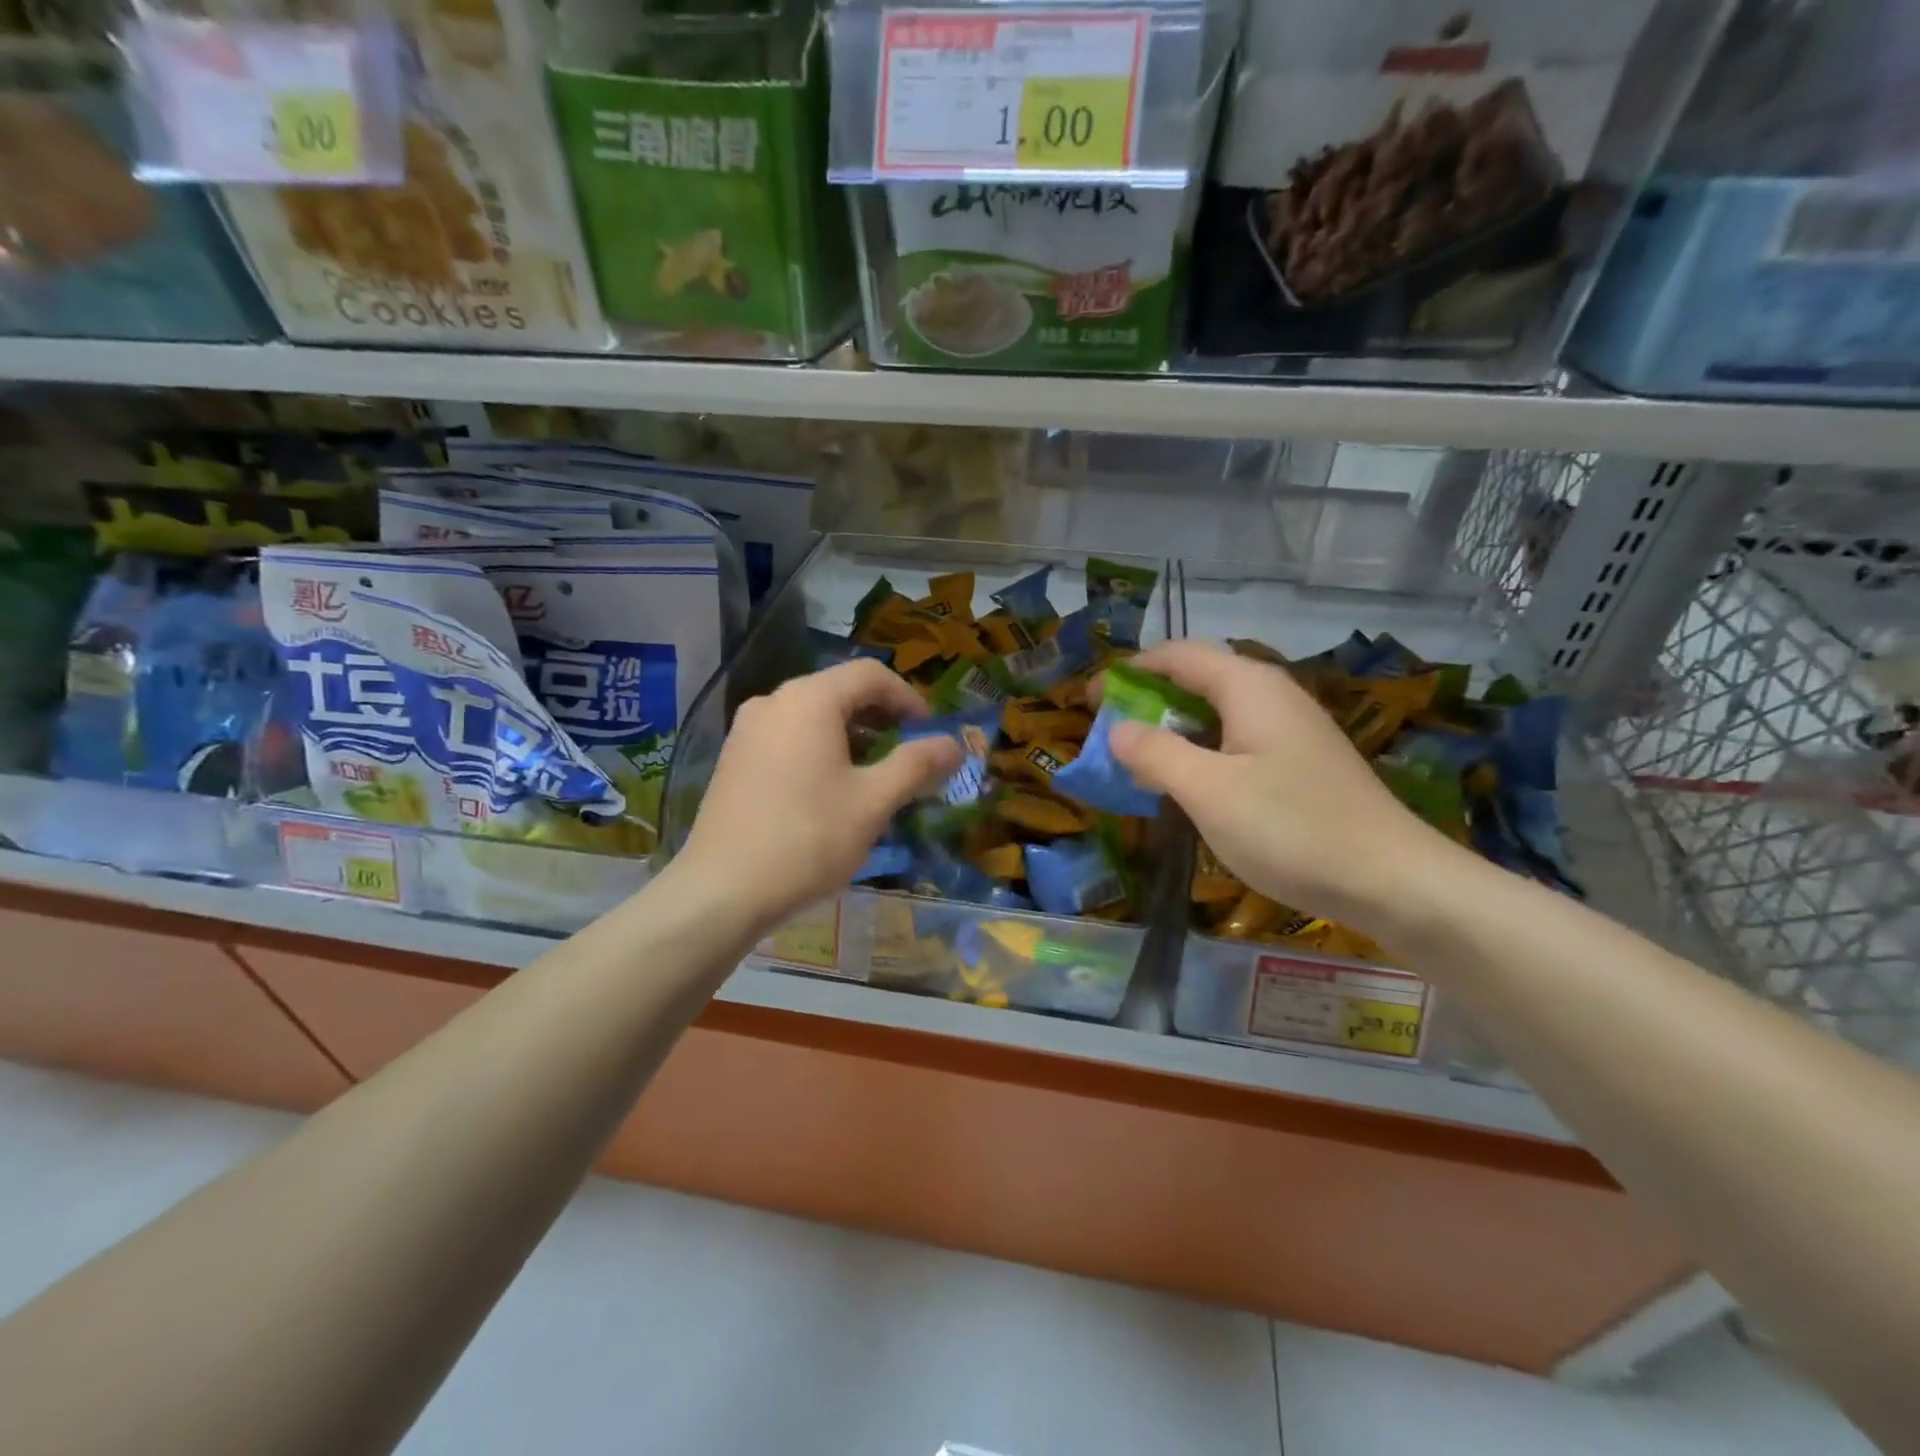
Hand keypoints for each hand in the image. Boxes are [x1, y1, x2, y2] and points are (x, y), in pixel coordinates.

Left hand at [671, 660, 961, 938]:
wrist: (721, 890)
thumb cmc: (807, 839)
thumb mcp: (873, 802)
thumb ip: (916, 765)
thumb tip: (954, 745)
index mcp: (810, 700)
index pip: (870, 675)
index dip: (908, 698)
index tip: (928, 732)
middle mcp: (773, 702)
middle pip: (839, 691)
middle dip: (880, 718)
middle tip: (907, 753)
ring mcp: (746, 730)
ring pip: (812, 716)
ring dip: (850, 735)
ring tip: (873, 775)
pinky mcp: (733, 758)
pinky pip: (787, 737)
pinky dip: (818, 749)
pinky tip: (829, 790)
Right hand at [1106, 640, 1467, 932]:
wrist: (1393, 881)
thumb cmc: (1292, 829)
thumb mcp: (1208, 791)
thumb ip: (1156, 753)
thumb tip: (1117, 729)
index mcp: (1248, 687)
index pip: (1177, 655)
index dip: (1128, 672)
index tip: (1091, 702)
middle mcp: (1271, 696)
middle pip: (1197, 680)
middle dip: (1147, 701)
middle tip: (1110, 736)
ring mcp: (1290, 730)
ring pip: (1216, 714)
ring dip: (1172, 731)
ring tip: (1139, 763)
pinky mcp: (1300, 763)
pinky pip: (1235, 742)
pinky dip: (1200, 753)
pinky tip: (1189, 787)